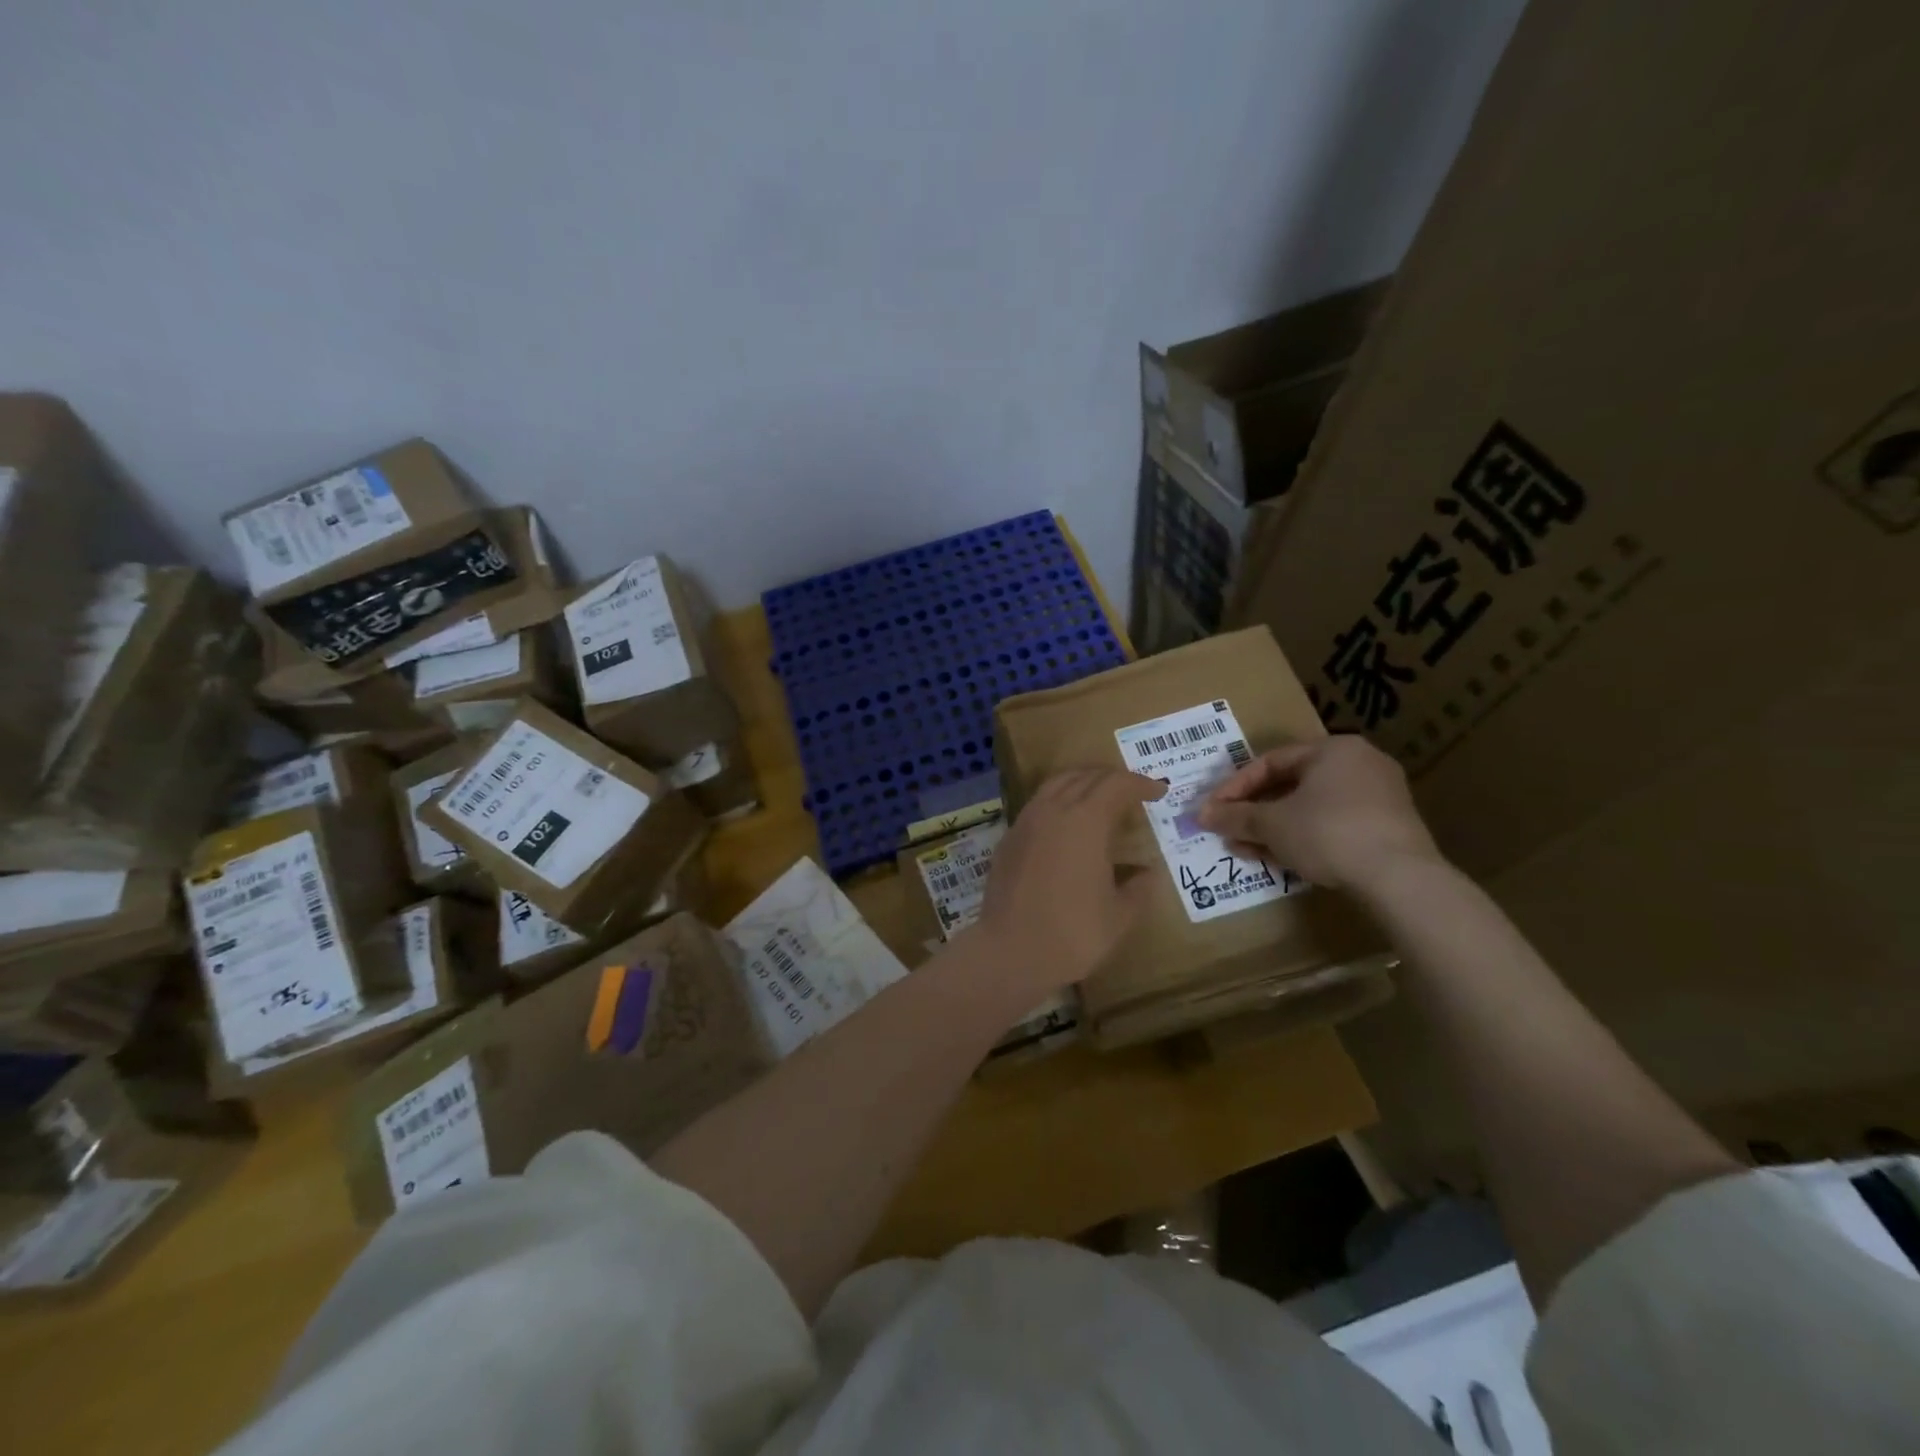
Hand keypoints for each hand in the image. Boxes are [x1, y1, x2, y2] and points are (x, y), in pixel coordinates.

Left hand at [970, 769, 1165, 993]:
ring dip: (1083, 783)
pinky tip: (1068, 823)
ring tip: (1101, 798)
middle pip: (1086, 777)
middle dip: (1113, 779)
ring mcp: (1026, 821)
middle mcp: (1054, 810)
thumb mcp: (1119, 916)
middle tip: (1132, 792)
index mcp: (1086, 821)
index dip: (1140, 784)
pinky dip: (1059, 800)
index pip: (1116, 785)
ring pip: (1057, 784)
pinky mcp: (1009, 837)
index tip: (1158, 792)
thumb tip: (1147, 873)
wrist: (1010, 950)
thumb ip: (1138, 888)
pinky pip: (1039, 804)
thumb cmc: (1073, 933)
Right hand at [1196, 735, 1441, 890]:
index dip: (1235, 787)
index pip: (1270, 762)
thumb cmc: (1328, 832)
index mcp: (1333, 749)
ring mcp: (1378, 797)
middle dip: (1254, 811)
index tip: (1213, 810)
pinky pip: (1333, 825)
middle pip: (1291, 785)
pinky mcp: (1388, 828)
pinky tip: (1279, 858)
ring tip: (1245, 849)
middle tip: (1228, 830)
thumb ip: (1235, 816)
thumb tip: (1201, 815)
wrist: (1400, 878)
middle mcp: (1359, 764)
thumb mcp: (1272, 824)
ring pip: (1311, 808)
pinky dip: (1303, 837)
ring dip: (1274, 828)